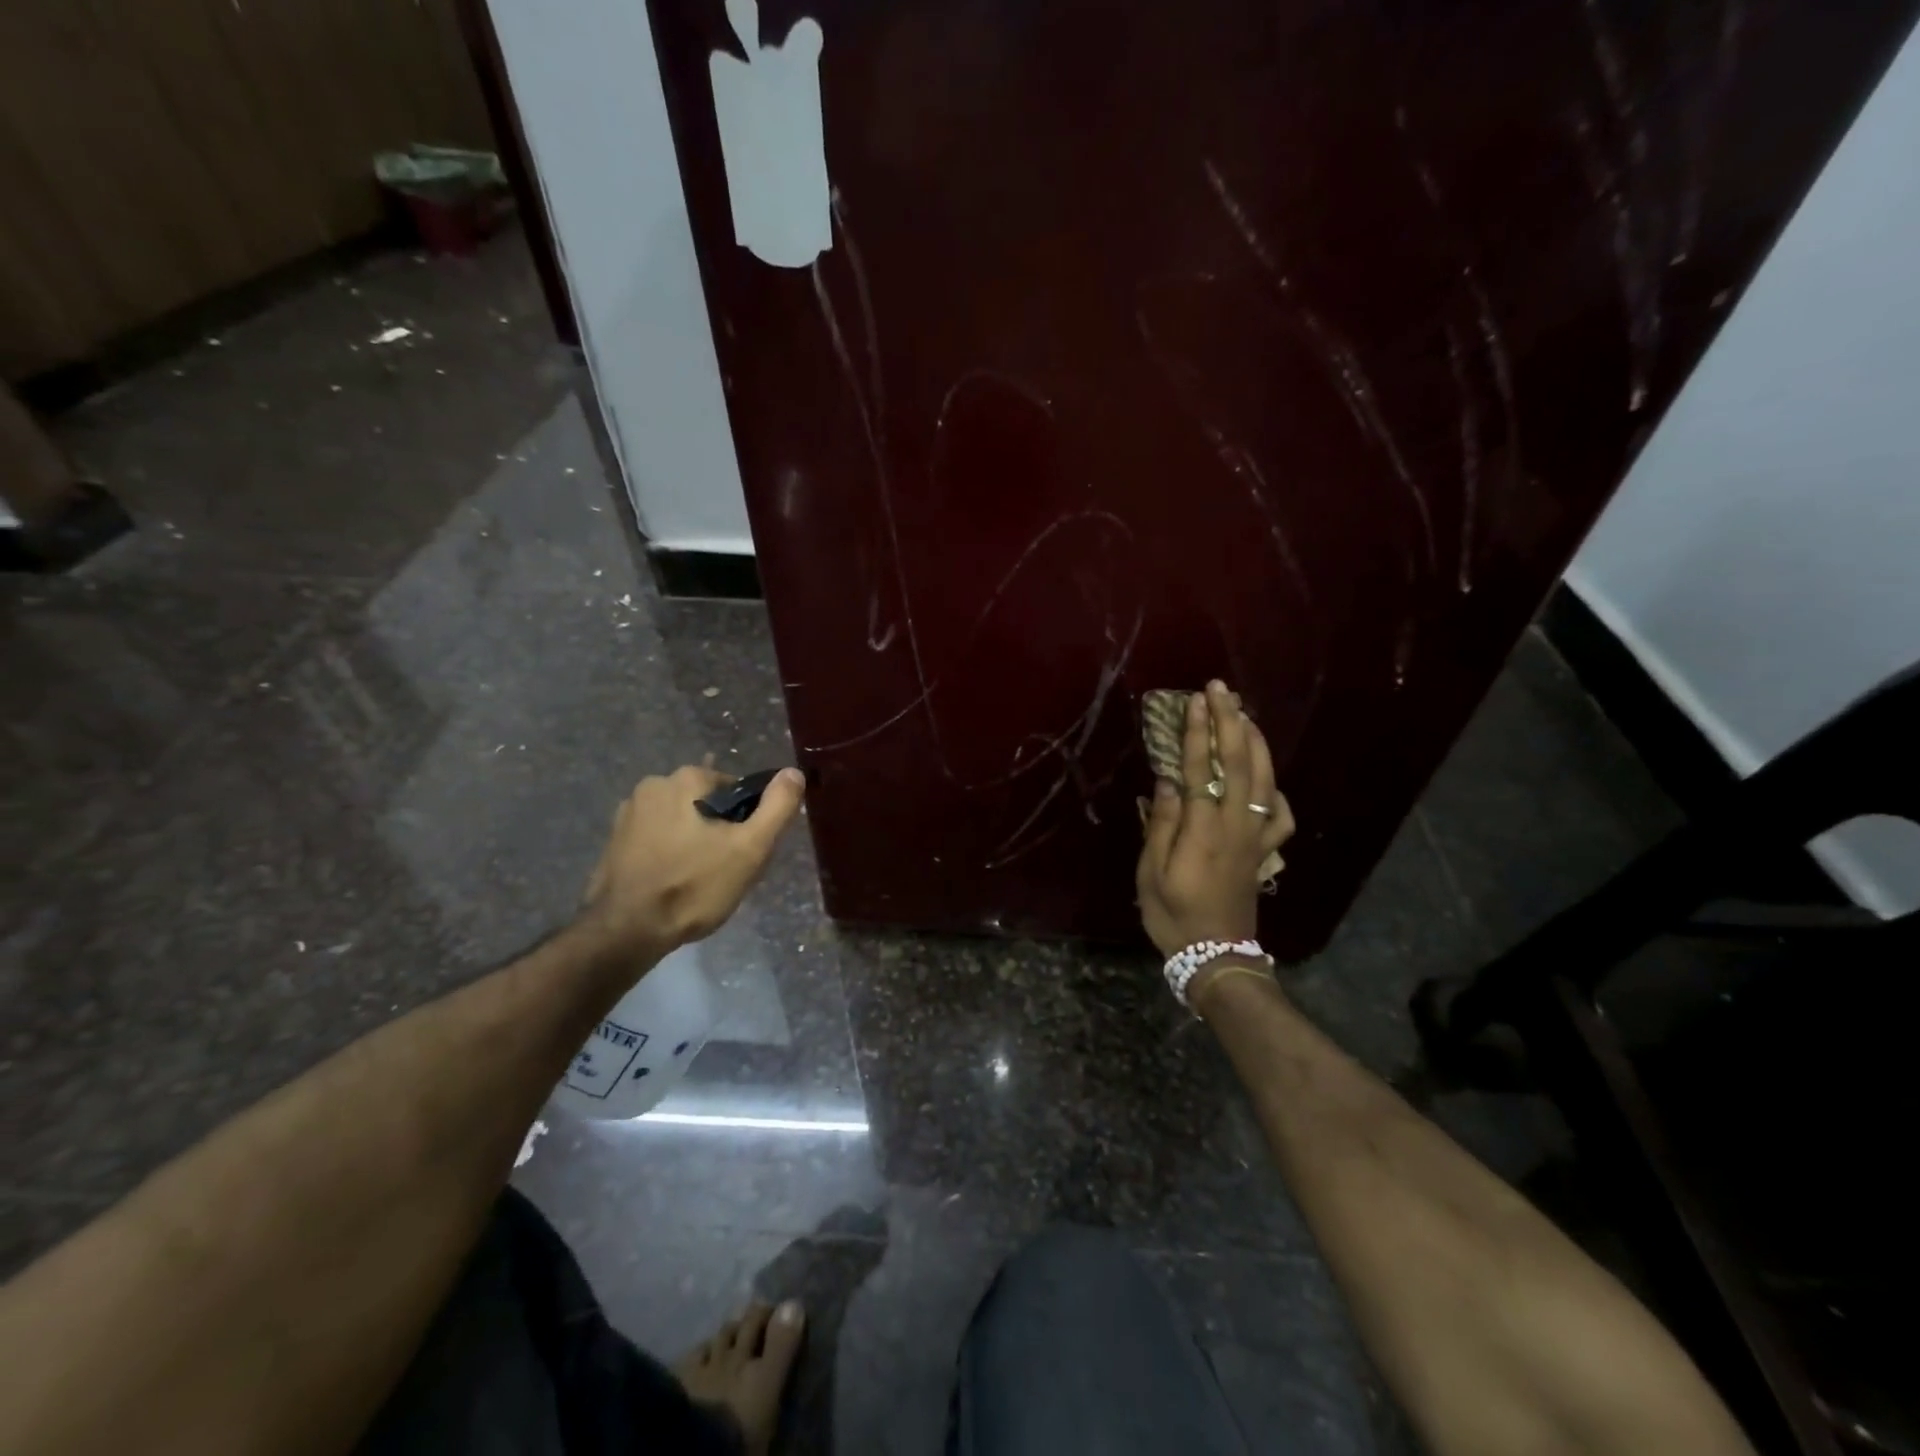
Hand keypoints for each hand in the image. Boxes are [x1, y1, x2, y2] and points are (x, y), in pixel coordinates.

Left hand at [583, 764, 806, 957]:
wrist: (626, 930)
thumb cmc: (694, 885)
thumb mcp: (750, 847)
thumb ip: (778, 806)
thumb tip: (793, 772)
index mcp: (688, 778)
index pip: (737, 790)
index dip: (748, 821)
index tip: (746, 853)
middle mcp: (653, 784)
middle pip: (707, 804)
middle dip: (720, 831)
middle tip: (726, 871)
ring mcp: (628, 812)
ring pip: (682, 821)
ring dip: (694, 841)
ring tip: (699, 881)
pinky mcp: (614, 840)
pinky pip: (657, 838)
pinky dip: (670, 853)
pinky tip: (673, 882)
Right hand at [1137, 681, 1295, 958]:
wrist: (1216, 954)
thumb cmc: (1174, 915)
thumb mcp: (1151, 873)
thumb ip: (1161, 823)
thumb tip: (1167, 779)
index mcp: (1203, 830)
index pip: (1201, 769)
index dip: (1198, 733)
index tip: (1194, 701)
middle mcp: (1236, 825)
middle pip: (1239, 763)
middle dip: (1230, 722)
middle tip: (1221, 689)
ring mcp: (1256, 837)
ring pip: (1264, 779)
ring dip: (1254, 742)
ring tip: (1243, 714)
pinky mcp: (1264, 850)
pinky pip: (1279, 813)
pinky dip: (1275, 787)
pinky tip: (1264, 777)